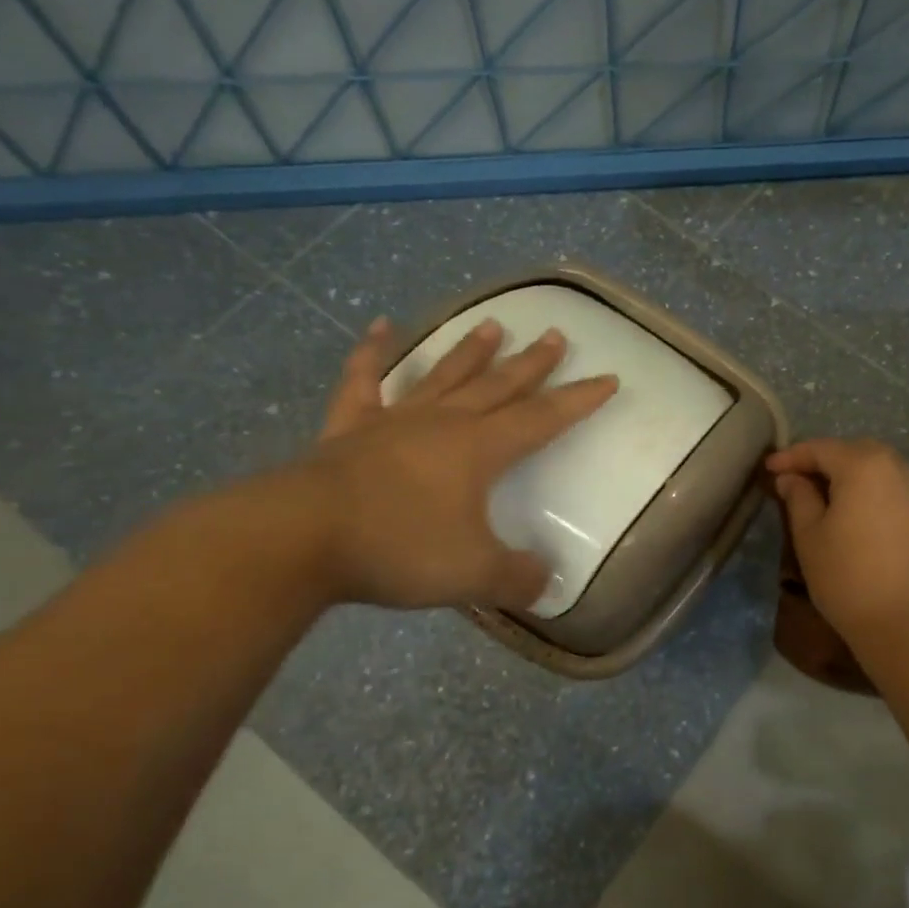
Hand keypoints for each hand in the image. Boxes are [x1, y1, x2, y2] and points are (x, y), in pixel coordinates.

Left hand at [298, 315, 616, 609]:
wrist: (300, 537)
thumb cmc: (399, 548)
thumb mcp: (473, 574)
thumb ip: (517, 578)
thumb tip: (547, 583)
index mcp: (479, 449)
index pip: (542, 418)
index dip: (578, 401)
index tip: (607, 378)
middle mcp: (443, 423)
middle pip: (498, 386)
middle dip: (532, 364)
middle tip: (556, 335)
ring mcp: (394, 421)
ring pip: (443, 376)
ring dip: (470, 352)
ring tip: (493, 324)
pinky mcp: (349, 429)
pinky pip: (364, 381)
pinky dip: (372, 353)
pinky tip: (381, 327)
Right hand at [766, 439, 908, 636]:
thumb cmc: (848, 579)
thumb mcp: (809, 538)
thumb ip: (799, 498)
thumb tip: (792, 478)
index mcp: (865, 467)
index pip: (822, 448)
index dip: (792, 456)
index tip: (770, 469)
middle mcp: (903, 471)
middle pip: (860, 453)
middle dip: (830, 461)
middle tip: (805, 481)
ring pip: (889, 475)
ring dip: (862, 481)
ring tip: (841, 504)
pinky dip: (887, 504)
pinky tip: (875, 530)